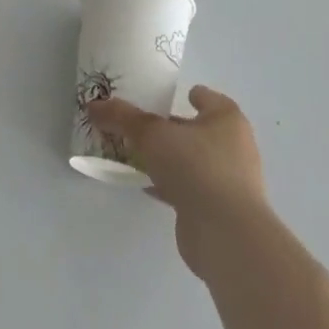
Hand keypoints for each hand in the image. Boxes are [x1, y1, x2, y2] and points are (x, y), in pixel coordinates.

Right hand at [86, 86, 268, 284]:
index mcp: (227, 121)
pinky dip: (171, 184)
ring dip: (171, 158)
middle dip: (174, 128)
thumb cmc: (195, 167)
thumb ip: (122, 117)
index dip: (193, 95)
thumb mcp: (150, 134)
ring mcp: (229, 182)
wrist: (225, 234)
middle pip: (200, 131)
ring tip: (138, 153)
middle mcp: (234, 148)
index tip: (173, 95)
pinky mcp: (219, 210)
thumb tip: (93, 105)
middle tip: (142, 124)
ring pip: (194, 161)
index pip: (210, 99)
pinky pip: (190, 188)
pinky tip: (147, 185)